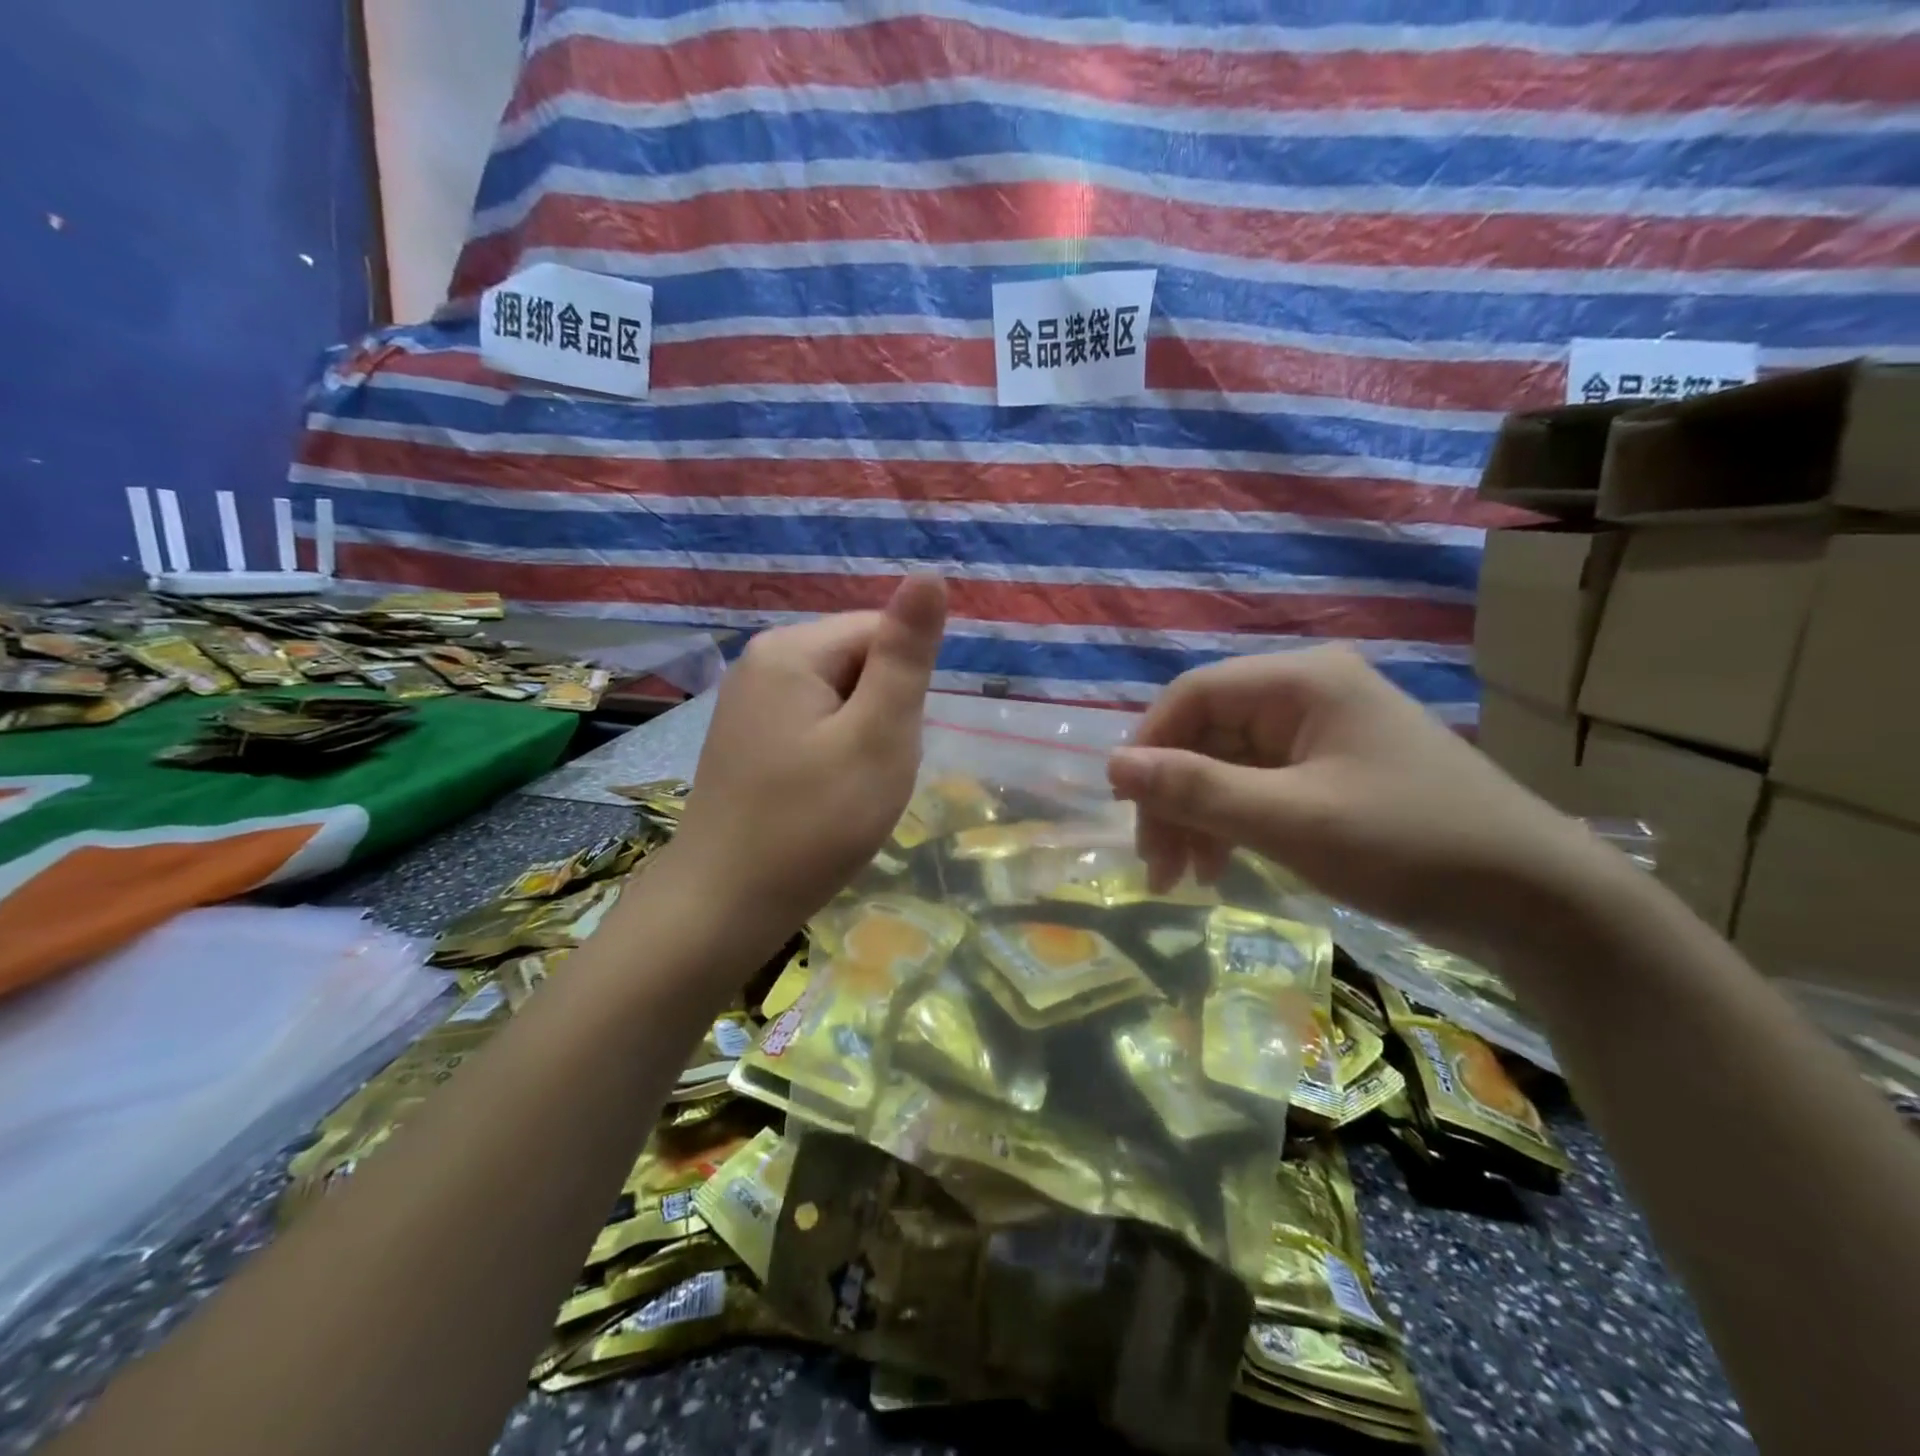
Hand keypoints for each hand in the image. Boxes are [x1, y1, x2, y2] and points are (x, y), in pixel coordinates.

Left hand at [669, 575, 947, 940]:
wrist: (724, 905)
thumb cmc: (812, 822)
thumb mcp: (878, 736)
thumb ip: (905, 656)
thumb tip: (928, 575)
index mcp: (791, 648)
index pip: (880, 632)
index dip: (904, 689)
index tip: (894, 745)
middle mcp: (762, 660)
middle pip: (858, 663)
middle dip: (882, 714)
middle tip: (873, 775)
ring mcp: (748, 701)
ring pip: (840, 699)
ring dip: (861, 738)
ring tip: (849, 790)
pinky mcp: (746, 737)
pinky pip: (813, 726)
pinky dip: (834, 755)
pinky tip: (824, 796)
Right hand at [1106, 646, 1607, 955]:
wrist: (1540, 903)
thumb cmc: (1410, 846)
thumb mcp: (1291, 820)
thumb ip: (1196, 790)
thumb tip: (1112, 765)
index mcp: (1302, 682)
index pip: (1194, 696)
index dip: (1148, 746)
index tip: (1122, 806)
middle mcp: (1308, 694)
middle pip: (1208, 734)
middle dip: (1174, 797)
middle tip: (1156, 864)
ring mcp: (1324, 734)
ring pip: (1229, 765)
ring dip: (1198, 817)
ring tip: (1184, 878)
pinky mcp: (1335, 772)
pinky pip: (1261, 787)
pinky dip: (1234, 824)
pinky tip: (1222, 866)